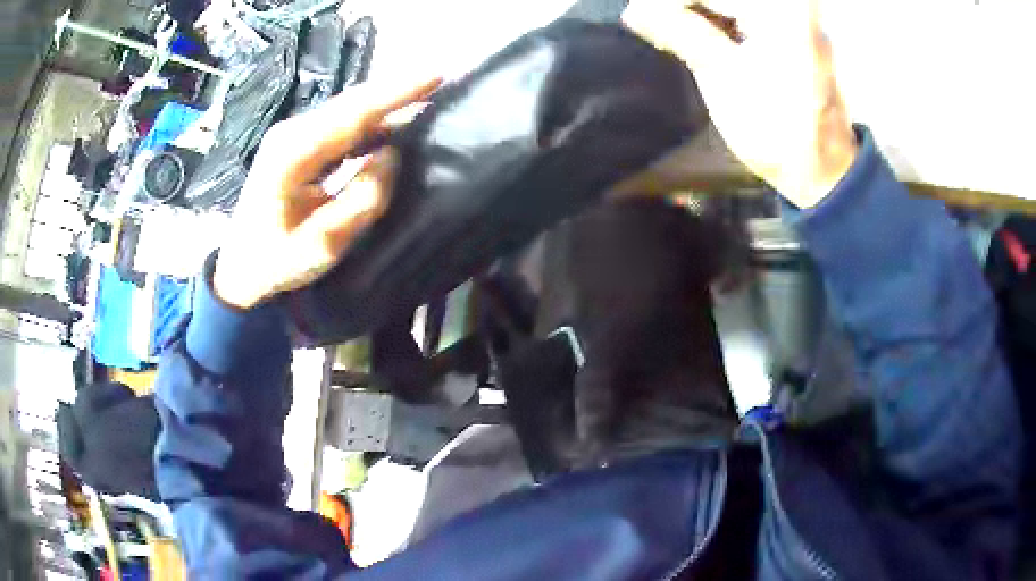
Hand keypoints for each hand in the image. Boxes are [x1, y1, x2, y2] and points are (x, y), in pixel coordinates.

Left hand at [213, 78, 441, 308]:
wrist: (240, 267)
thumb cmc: (276, 262)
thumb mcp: (322, 245)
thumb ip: (360, 200)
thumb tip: (391, 157)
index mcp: (292, 155)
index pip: (353, 115)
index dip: (395, 94)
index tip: (436, 76)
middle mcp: (291, 133)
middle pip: (351, 103)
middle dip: (396, 89)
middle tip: (440, 78)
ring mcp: (292, 135)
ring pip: (348, 110)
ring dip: (385, 103)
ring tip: (425, 96)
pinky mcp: (297, 143)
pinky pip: (341, 123)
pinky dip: (371, 120)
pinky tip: (393, 120)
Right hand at [623, 0, 856, 207]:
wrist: (823, 169)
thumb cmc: (777, 132)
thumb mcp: (724, 79)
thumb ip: (682, 35)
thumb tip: (635, 10)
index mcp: (782, 13)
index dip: (671, 2)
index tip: (639, 15)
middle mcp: (793, 7)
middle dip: (684, 5)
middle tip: (653, 23)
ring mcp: (796, 16)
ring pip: (732, 2)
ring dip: (698, 10)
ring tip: (672, 31)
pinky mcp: (795, 29)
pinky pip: (745, 12)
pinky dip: (718, 17)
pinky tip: (700, 33)